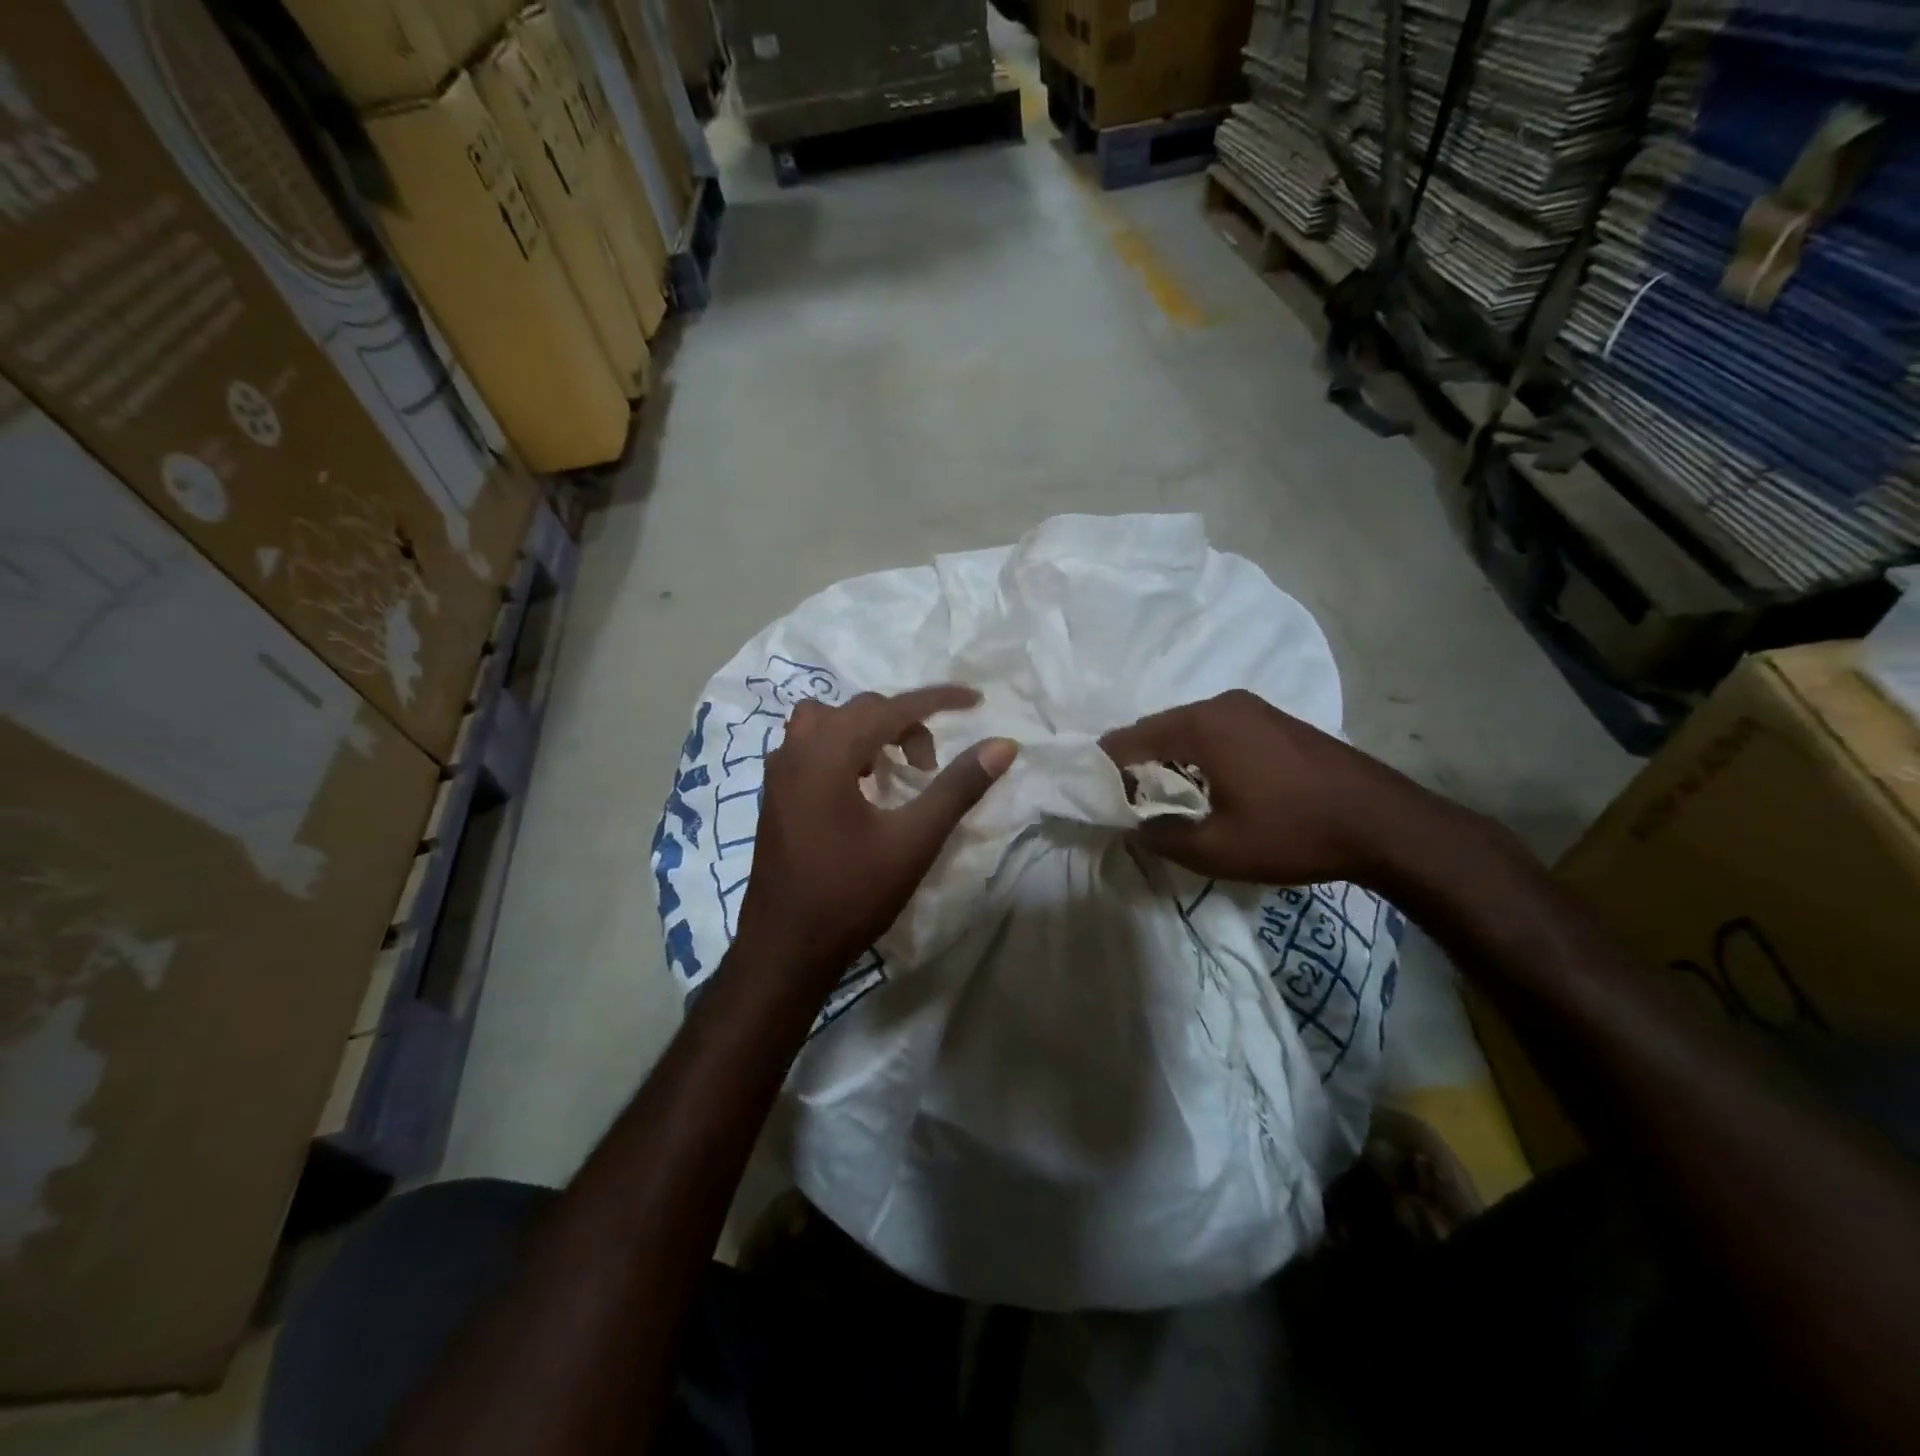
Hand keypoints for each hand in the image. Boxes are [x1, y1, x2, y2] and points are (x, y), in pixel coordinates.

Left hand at [732, 686, 1018, 986]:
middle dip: (905, 724)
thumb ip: (959, 787)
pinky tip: (861, 788)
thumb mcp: (914, 840)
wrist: (785, 948)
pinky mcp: (774, 793)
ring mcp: (779, 771)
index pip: (893, 707)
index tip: (977, 701)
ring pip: (830, 722)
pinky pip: (811, 746)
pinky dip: (843, 748)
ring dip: (868, 732)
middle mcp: (798, 748)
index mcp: (828, 751)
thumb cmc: (851, 894)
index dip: (939, 700)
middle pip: (861, 709)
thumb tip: (1003, 745)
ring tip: (893, 769)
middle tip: (930, 766)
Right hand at [1099, 689, 1443, 887]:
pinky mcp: (1274, 720)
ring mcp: (1252, 708)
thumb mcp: (1217, 849)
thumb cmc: (1293, 832)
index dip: (1105, 768)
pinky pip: (1216, 730)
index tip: (1093, 796)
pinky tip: (1206, 784)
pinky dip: (1197, 753)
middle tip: (1125, 802)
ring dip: (1168, 758)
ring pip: (1187, 728)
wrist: (1385, 823)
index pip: (1129, 739)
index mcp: (1201, 726)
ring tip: (1162, 797)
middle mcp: (1221, 704)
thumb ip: (1162, 836)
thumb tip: (1132, 827)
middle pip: (1157, 728)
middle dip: (1136, 762)